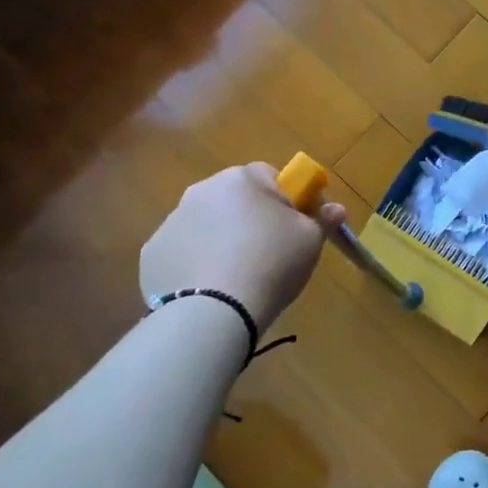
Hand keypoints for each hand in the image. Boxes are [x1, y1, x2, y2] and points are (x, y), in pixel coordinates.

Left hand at [140, 162, 346, 329]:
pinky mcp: (152, 253)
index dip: (287, 200)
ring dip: (221, 238)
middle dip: (250, 217)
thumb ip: (322, 218)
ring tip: (238, 275)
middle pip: (235, 198)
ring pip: (207, 224)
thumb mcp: (311, 241)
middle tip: (269, 252)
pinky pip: (183, 251)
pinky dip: (196, 262)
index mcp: (242, 179)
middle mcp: (202, 190)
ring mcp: (171, 221)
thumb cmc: (272, 263)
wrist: (213, 311)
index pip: (270, 176)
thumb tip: (335, 208)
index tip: (295, 226)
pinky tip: (210, 288)